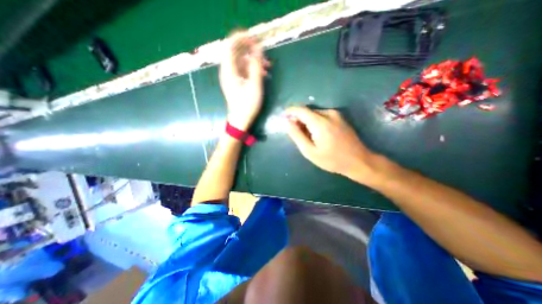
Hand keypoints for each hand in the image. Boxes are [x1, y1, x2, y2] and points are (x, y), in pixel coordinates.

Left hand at [218, 30, 269, 130]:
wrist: (240, 120)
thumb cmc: (247, 105)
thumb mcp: (255, 86)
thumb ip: (256, 66)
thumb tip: (258, 48)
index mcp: (229, 71)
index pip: (230, 45)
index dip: (241, 38)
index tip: (255, 38)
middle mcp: (227, 71)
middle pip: (236, 52)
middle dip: (250, 49)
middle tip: (264, 53)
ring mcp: (231, 77)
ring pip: (241, 61)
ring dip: (254, 60)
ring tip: (268, 66)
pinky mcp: (236, 82)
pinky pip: (243, 70)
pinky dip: (253, 69)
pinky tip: (263, 74)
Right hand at [285, 106, 376, 182]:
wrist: (359, 161)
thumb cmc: (332, 160)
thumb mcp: (310, 151)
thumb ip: (297, 135)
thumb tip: (287, 122)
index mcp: (320, 122)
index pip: (300, 110)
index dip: (290, 112)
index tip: (283, 117)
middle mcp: (329, 114)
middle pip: (308, 112)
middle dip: (298, 119)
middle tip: (295, 133)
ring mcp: (336, 114)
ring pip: (314, 114)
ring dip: (307, 121)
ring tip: (307, 136)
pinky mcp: (340, 117)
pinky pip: (322, 116)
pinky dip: (315, 122)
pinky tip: (317, 134)